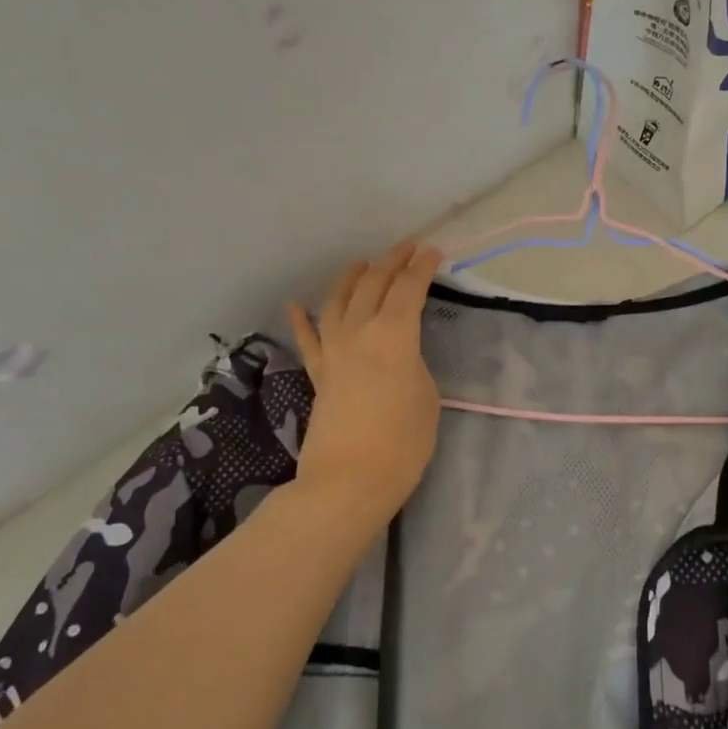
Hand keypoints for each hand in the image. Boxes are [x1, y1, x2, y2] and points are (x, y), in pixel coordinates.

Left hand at [287, 241, 443, 524]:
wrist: (350, 479)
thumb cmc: (403, 441)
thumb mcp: (426, 395)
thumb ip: (414, 363)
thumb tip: (399, 355)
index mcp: (394, 335)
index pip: (409, 289)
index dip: (422, 267)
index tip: (433, 251)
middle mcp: (358, 332)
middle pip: (373, 285)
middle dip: (391, 262)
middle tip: (407, 248)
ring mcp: (332, 351)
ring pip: (337, 301)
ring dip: (351, 278)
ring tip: (362, 264)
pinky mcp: (317, 374)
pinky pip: (307, 339)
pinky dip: (300, 319)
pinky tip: (294, 305)